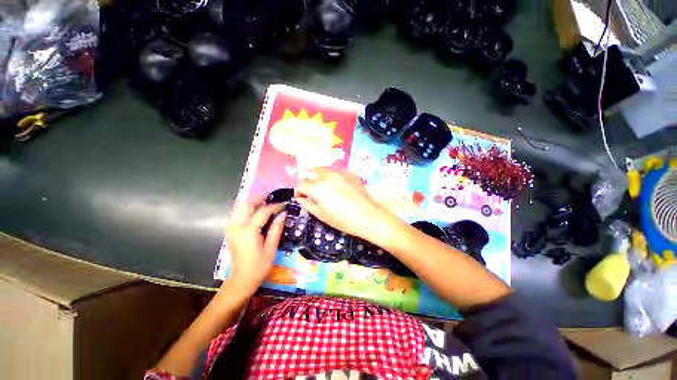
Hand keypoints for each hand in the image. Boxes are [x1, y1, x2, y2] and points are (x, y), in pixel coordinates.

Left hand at [225, 198, 284, 296]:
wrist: (242, 279)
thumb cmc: (259, 266)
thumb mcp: (271, 248)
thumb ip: (276, 229)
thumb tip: (283, 214)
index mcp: (249, 231)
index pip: (263, 212)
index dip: (274, 206)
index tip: (283, 205)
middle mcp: (237, 227)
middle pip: (247, 205)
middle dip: (260, 199)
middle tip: (273, 198)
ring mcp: (231, 228)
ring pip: (240, 208)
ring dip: (252, 203)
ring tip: (264, 202)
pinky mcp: (231, 231)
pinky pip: (237, 214)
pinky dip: (245, 209)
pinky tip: (255, 211)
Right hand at [295, 168, 395, 240]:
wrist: (368, 216)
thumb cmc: (343, 220)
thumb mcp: (321, 215)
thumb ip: (307, 204)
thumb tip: (300, 198)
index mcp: (317, 187)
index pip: (300, 183)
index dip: (298, 191)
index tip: (302, 197)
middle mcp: (326, 175)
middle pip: (309, 172)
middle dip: (306, 181)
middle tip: (310, 191)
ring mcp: (338, 172)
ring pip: (321, 168)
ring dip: (317, 176)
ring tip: (322, 186)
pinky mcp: (348, 172)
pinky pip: (334, 170)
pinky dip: (330, 175)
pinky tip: (335, 184)